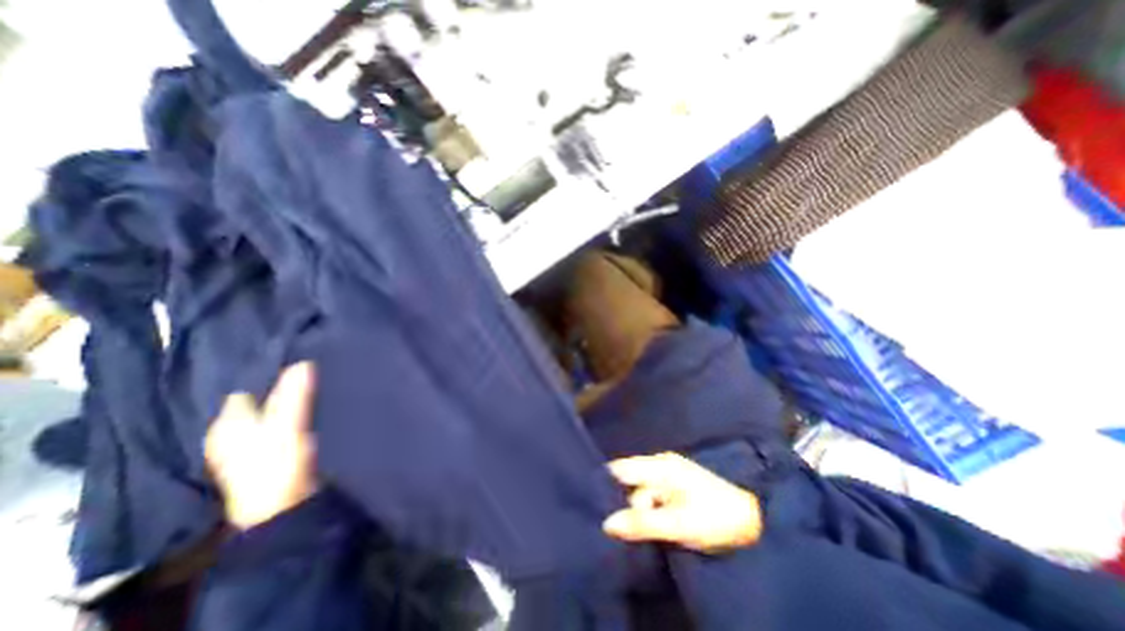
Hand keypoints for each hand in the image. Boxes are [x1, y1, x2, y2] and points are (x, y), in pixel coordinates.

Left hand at [204, 364, 318, 529]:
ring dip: (289, 401)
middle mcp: (235, 432)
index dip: (265, 375)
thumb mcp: (286, 427)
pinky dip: (295, 415)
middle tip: (311, 367)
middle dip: (278, 386)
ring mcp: (254, 445)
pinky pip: (283, 425)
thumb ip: (294, 396)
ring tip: (317, 383)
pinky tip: (314, 408)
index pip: (245, 391)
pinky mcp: (275, 453)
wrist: (284, 509)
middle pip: (258, 401)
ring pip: (271, 413)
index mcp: (229, 424)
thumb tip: (302, 362)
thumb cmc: (275, 466)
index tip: (295, 359)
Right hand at [602, 454, 758, 551]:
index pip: (622, 468)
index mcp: (660, 466)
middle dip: (623, 502)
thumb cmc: (715, 518)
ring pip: (641, 490)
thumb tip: (607, 523)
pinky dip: (648, 509)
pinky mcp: (676, 486)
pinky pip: (652, 495)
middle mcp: (661, 464)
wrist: (753, 522)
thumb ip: (642, 523)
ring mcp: (669, 474)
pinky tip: (648, 525)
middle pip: (630, 481)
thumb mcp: (678, 524)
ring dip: (637, 509)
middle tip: (617, 528)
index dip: (606, 483)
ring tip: (636, 531)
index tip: (591, 502)